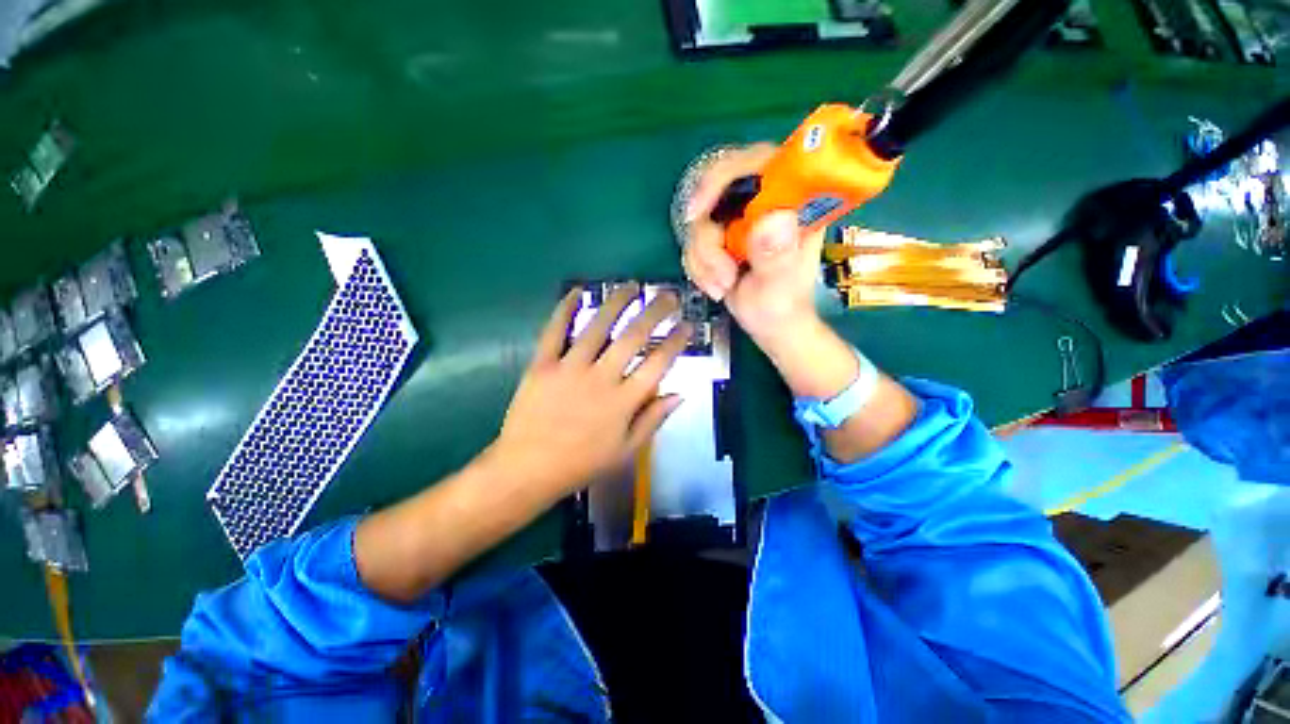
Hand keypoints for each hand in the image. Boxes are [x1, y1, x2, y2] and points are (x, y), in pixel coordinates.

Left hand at [485, 284, 690, 500]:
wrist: (527, 469)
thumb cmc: (581, 463)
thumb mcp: (626, 451)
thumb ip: (653, 420)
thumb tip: (679, 394)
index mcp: (623, 401)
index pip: (658, 364)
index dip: (676, 342)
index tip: (687, 325)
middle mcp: (601, 378)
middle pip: (633, 337)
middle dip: (654, 312)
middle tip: (667, 296)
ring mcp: (570, 368)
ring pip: (598, 326)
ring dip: (617, 302)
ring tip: (631, 286)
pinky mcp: (542, 365)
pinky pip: (554, 331)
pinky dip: (565, 309)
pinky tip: (577, 291)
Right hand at [681, 144, 826, 342]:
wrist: (770, 325)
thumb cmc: (783, 306)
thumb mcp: (781, 285)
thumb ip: (776, 255)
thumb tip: (773, 220)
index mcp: (793, 202)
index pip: (758, 161)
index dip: (724, 175)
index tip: (699, 211)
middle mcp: (765, 203)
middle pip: (718, 189)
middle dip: (707, 234)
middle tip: (710, 264)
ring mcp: (741, 220)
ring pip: (701, 222)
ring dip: (703, 260)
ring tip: (722, 287)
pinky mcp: (723, 236)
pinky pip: (694, 242)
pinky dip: (698, 267)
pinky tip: (715, 286)